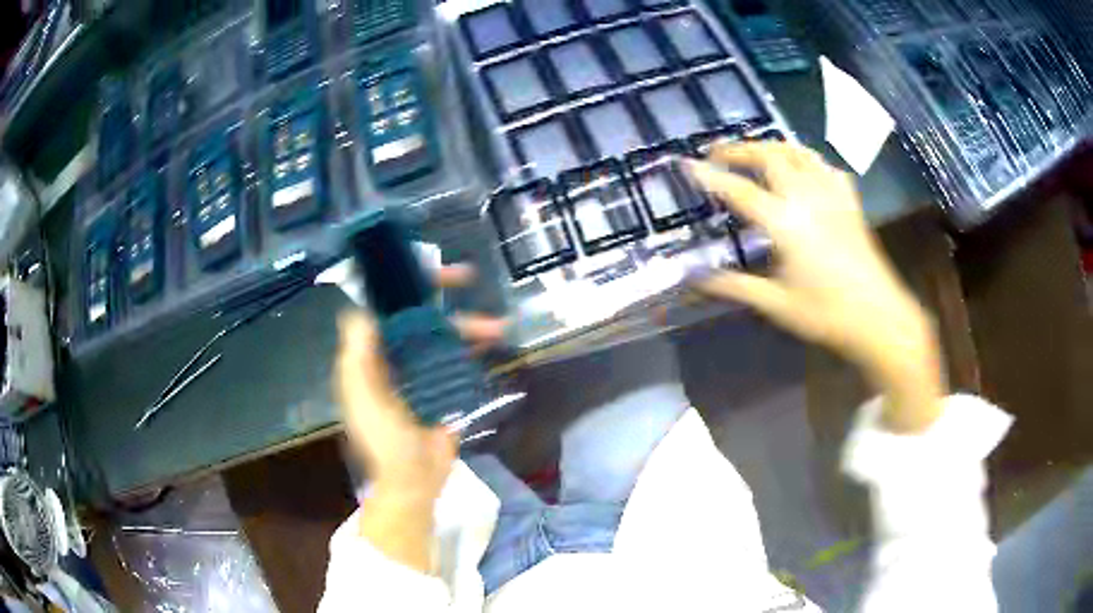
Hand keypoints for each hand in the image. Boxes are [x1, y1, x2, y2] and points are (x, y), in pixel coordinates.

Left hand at [334, 264, 504, 570]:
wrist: (413, 481)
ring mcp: (420, 373)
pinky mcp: (444, 388)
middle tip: (466, 276)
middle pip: (416, 315)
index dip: (401, 285)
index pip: (383, 308)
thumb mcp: (361, 397)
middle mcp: (394, 357)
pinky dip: (473, 346)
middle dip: (439, 295)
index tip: (422, 269)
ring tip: (497, 325)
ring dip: (466, 324)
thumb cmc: (383, 440)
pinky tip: (492, 341)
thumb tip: (360, 308)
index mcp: (370, 356)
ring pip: (442, 335)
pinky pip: (457, 358)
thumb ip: (357, 354)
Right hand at [685, 142, 944, 432]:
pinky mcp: (849, 202)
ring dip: (771, 146)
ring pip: (798, 152)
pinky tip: (802, 169)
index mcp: (786, 223)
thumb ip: (735, 286)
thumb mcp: (777, 304)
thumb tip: (696, 279)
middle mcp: (807, 198)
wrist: (879, 317)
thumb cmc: (827, 314)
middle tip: (717, 153)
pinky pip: (825, 166)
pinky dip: (806, 159)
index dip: (710, 176)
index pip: (739, 191)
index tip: (687, 164)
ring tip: (754, 151)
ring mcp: (831, 195)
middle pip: (770, 156)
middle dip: (739, 149)